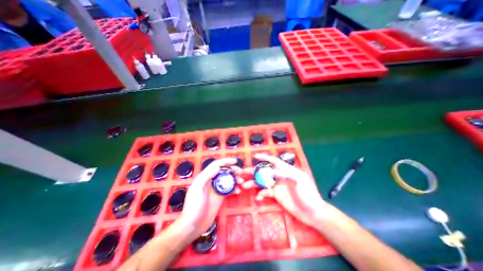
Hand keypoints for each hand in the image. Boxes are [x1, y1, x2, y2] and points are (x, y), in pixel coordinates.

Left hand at [178, 157, 243, 240]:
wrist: (193, 225)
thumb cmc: (194, 206)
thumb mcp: (198, 188)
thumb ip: (206, 176)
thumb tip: (218, 167)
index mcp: (205, 177)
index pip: (216, 165)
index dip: (225, 161)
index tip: (235, 162)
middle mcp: (211, 181)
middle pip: (223, 171)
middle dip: (232, 170)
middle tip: (240, 172)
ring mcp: (216, 189)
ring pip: (227, 180)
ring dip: (235, 179)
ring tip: (241, 182)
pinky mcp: (220, 197)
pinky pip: (229, 190)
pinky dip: (234, 189)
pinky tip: (238, 191)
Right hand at [244, 153, 326, 226]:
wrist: (313, 213)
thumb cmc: (309, 195)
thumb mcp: (299, 182)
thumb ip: (286, 175)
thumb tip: (272, 171)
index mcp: (287, 170)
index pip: (274, 161)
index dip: (265, 157)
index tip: (255, 156)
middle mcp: (280, 176)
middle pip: (265, 171)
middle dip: (255, 171)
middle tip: (244, 172)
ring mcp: (278, 186)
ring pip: (264, 182)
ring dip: (254, 183)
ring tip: (244, 185)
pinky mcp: (277, 195)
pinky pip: (266, 193)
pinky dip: (261, 194)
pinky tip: (258, 197)